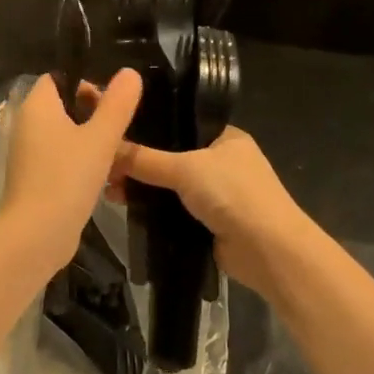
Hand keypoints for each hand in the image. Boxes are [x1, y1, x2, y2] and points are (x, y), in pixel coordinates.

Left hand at [0, 70, 143, 275]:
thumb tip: (130, 72)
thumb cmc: (67, 178)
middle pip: (64, 106)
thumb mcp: (100, 137)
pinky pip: (60, 158)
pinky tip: (103, 178)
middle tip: (119, 131)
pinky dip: (80, 162)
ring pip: (65, 135)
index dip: (85, 82)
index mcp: (37, 106)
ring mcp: (28, 154)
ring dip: (91, 141)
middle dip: (94, 115)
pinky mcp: (34, 179)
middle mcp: (27, 125)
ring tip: (117, 155)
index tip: (110, 102)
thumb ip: (117, 103)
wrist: (36, 236)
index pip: (58, 78)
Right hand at [116, 127, 318, 299]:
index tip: (116, 127)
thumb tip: (106, 147)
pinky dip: (151, 208)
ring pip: (168, 185)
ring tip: (108, 187)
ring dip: (141, 186)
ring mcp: (215, 194)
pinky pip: (171, 209)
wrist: (269, 251)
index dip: (148, 125)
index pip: (179, 123)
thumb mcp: (186, 168)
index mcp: (224, 137)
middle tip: (104, 163)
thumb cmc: (234, 194)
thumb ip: (145, 159)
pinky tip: (124, 206)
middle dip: (138, 161)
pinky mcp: (207, 222)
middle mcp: (220, 161)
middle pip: (169, 155)